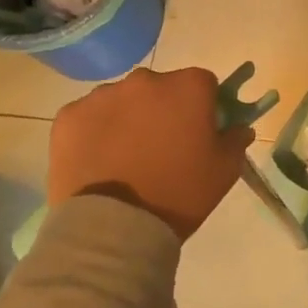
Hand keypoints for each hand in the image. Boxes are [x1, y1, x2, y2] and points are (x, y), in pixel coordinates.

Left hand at [48, 68, 255, 240]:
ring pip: (122, 100)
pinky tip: (97, 161)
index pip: (204, 84)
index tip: (198, 133)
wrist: (114, 227)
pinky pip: (89, 116)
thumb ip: (235, 140)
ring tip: (124, 159)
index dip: (203, 107)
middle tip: (161, 148)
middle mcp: (146, 79)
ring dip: (127, 118)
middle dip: (163, 109)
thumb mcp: (223, 172)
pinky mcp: (69, 115)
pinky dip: (94, 132)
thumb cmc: (178, 194)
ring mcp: (103, 94)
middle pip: (160, 88)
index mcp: (188, 86)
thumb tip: (238, 127)